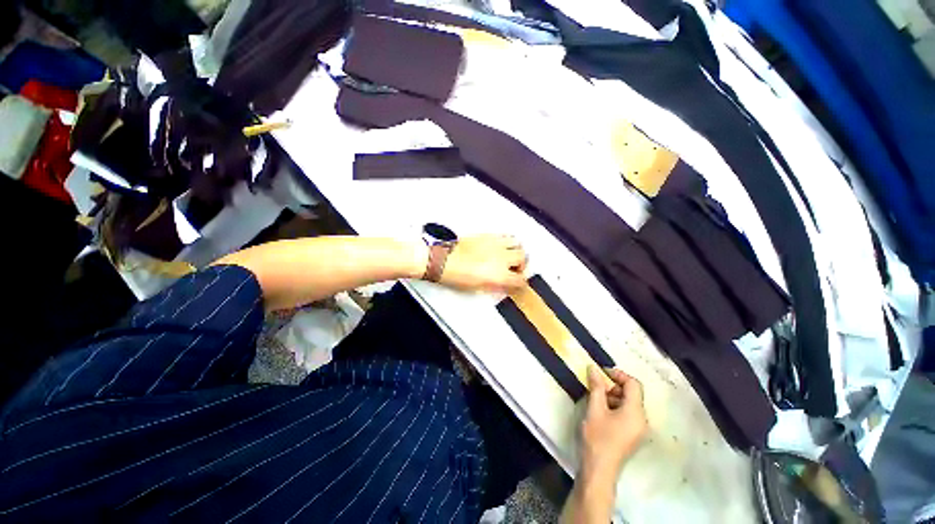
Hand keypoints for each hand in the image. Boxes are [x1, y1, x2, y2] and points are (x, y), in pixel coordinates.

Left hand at [439, 234, 527, 291]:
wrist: (442, 260)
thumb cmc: (456, 276)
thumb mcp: (477, 288)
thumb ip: (494, 286)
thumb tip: (502, 286)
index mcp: (499, 275)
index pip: (520, 279)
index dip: (521, 283)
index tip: (518, 283)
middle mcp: (501, 258)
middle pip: (523, 257)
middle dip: (521, 265)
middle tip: (514, 269)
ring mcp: (495, 244)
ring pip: (517, 243)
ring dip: (516, 250)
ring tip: (509, 256)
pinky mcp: (487, 235)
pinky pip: (504, 235)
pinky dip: (507, 241)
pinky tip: (500, 247)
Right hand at [579, 366, 646, 484]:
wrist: (599, 469)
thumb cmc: (597, 437)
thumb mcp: (595, 409)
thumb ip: (596, 387)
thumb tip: (593, 367)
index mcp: (636, 412)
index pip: (634, 384)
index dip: (618, 374)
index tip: (601, 372)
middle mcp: (642, 419)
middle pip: (632, 394)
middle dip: (613, 386)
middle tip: (596, 387)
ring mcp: (639, 429)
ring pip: (628, 403)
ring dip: (612, 396)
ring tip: (595, 399)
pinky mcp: (632, 435)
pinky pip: (627, 413)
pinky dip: (615, 407)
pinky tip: (600, 411)